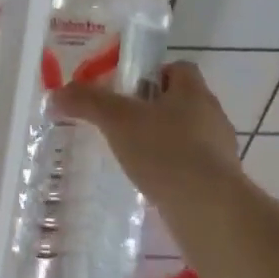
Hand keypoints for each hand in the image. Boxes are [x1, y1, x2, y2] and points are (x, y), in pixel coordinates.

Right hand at [52, 61, 242, 198]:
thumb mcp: (117, 120)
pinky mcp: (222, 182)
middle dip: (155, 110)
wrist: (208, 209)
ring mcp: (221, 150)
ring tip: (135, 158)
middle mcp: (213, 115)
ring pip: (190, 135)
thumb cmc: (165, 151)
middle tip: (124, 124)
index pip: (179, 68)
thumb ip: (88, 102)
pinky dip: (174, 170)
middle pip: (183, 102)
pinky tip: (153, 184)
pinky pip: (194, 166)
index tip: (129, 91)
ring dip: (166, 142)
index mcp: (194, 91)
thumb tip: (56, 94)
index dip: (154, 74)